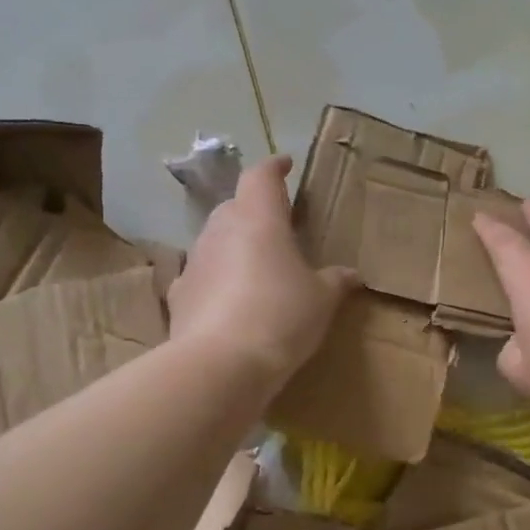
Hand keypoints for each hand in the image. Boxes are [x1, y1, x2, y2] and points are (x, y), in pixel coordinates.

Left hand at [167, 155, 358, 391]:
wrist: (221, 364)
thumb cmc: (281, 316)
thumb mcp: (321, 301)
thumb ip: (335, 282)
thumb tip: (351, 274)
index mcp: (258, 218)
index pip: (261, 176)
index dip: (274, 168)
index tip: (285, 165)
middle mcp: (220, 230)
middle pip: (235, 206)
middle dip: (254, 211)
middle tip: (277, 226)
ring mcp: (194, 262)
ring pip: (215, 240)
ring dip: (234, 246)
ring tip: (256, 266)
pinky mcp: (179, 295)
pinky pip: (201, 276)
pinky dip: (215, 280)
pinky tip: (228, 300)